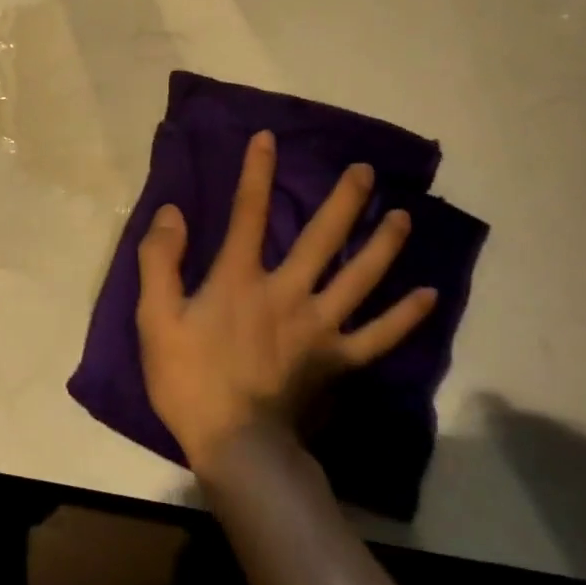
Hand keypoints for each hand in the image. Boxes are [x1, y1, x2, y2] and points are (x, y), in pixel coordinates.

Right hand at [135, 130, 435, 479]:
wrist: (236, 445)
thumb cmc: (189, 379)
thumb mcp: (156, 318)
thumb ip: (160, 260)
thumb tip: (173, 212)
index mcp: (240, 279)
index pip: (247, 213)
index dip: (256, 172)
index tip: (268, 138)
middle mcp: (288, 292)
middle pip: (321, 237)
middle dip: (343, 200)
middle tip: (365, 171)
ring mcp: (320, 326)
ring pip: (359, 277)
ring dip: (382, 244)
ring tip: (403, 217)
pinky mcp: (340, 360)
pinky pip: (379, 335)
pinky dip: (405, 316)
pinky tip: (429, 296)